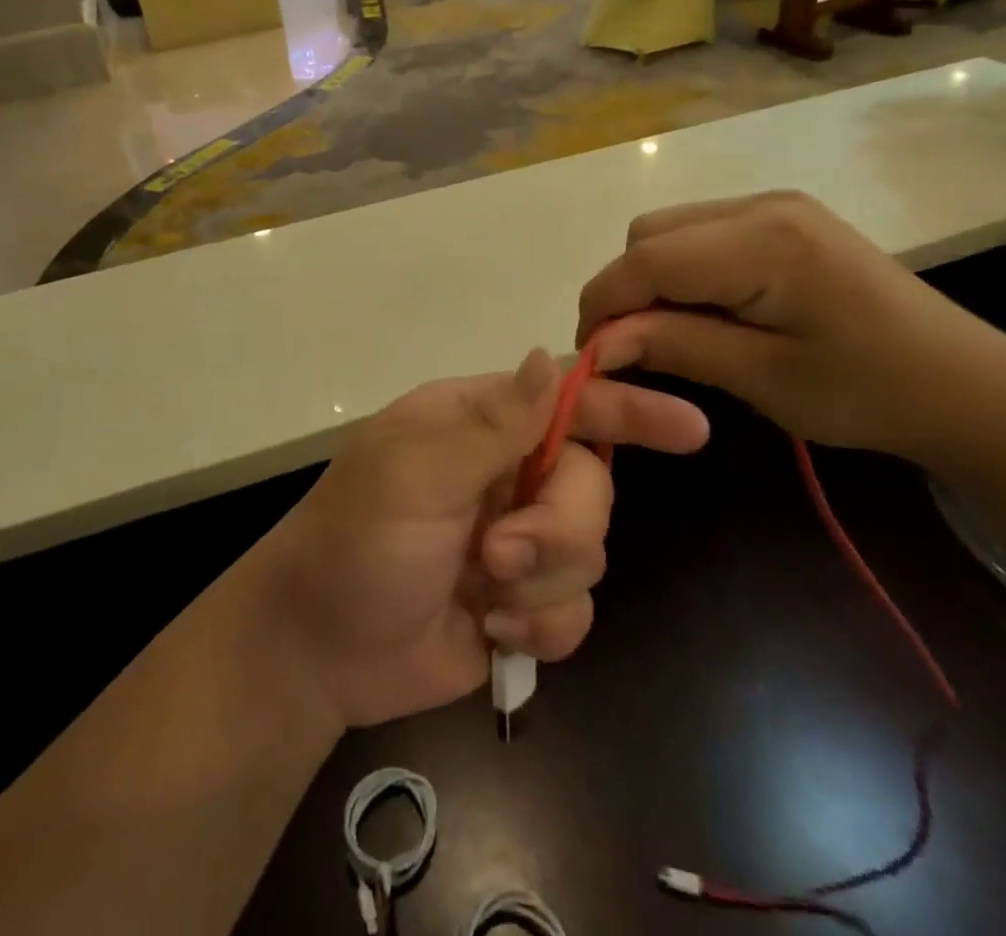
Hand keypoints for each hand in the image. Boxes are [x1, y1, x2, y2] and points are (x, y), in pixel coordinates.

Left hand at [256, 351, 708, 728]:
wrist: (316, 649)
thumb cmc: (355, 541)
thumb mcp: (414, 473)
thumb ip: (491, 423)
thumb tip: (547, 355)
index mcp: (478, 425)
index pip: (568, 401)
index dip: (629, 409)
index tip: (689, 427)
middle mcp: (506, 474)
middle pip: (592, 485)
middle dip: (559, 526)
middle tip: (499, 553)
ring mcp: (517, 540)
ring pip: (590, 551)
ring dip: (541, 582)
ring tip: (482, 595)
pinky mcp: (521, 605)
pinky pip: (576, 611)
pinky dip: (542, 628)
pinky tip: (493, 635)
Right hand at [575, 191, 1005, 461]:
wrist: (967, 385)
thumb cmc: (869, 392)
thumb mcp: (764, 379)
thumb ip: (675, 346)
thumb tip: (598, 342)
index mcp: (765, 241)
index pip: (647, 259)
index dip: (604, 304)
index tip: (590, 357)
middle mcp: (762, 204)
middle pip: (649, 234)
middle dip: (626, 290)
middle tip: (636, 350)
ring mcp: (774, 205)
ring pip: (667, 230)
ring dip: (651, 279)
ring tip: (673, 333)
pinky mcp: (781, 218)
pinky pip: (699, 233)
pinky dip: (680, 270)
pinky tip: (706, 310)